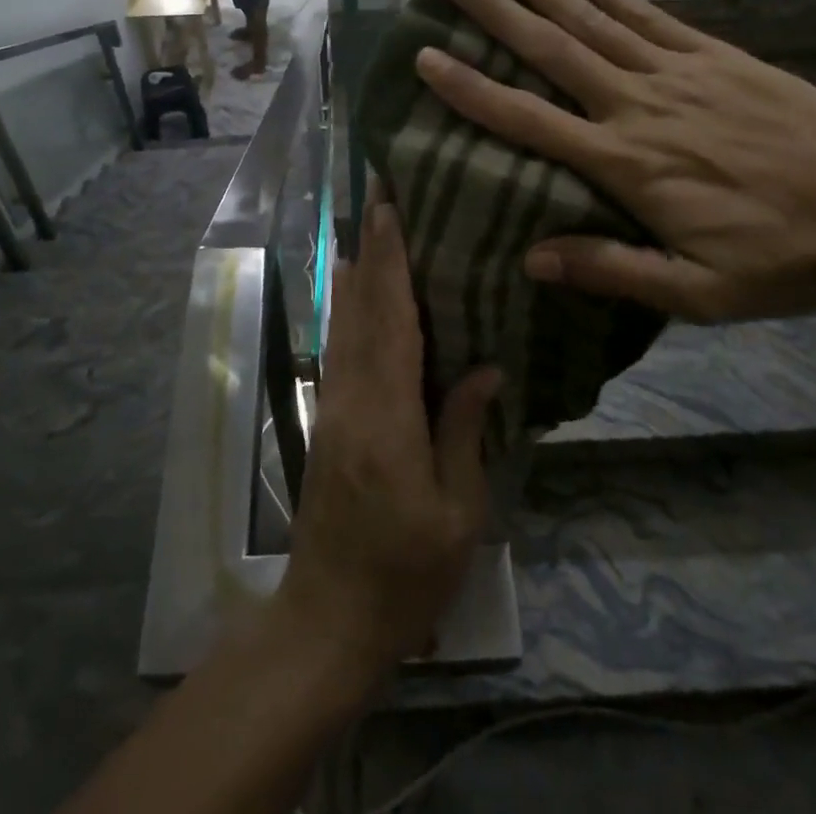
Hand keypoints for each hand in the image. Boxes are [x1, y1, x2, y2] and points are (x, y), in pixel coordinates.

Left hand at [274, 200, 500, 681]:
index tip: (390, 210)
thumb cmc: (405, 573)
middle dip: (372, 248)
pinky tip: (352, 292)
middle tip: (378, 196)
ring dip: (356, 271)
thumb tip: (487, 366)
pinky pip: (339, 348)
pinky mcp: (328, 419)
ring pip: (343, 323)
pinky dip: (346, 308)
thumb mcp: (455, 512)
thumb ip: (463, 431)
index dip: (391, 260)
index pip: (392, 320)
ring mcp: (334, 406)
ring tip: (367, 227)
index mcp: (387, 415)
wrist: (329, 618)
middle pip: (362, 308)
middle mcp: (352, 396)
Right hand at [413, 0, 815, 322]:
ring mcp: (676, 70)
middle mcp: (639, 104)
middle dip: (495, 11)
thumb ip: (614, 270)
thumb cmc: (783, 255)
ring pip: (591, 18)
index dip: (474, 89)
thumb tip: (533, 258)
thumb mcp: (699, 292)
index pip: (531, 121)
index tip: (428, 57)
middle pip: (552, 49)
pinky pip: (644, 11)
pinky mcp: (709, 52)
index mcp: (627, 163)